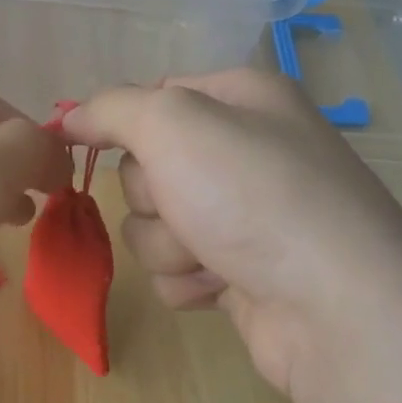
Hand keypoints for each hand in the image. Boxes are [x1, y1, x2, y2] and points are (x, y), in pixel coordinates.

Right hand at [63, 69, 401, 400]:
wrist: (333, 306)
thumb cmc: (253, 195)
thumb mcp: (173, 124)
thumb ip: (112, 109)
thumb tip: (68, 117)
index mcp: (240, 99)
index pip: (153, 96)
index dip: (122, 124)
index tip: (89, 143)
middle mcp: (245, 151)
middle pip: (146, 168)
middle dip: (154, 196)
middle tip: (187, 206)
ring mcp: (245, 215)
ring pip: (154, 225)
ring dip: (169, 246)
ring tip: (214, 255)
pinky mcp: (241, 271)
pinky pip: (178, 270)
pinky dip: (190, 280)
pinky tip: (225, 285)